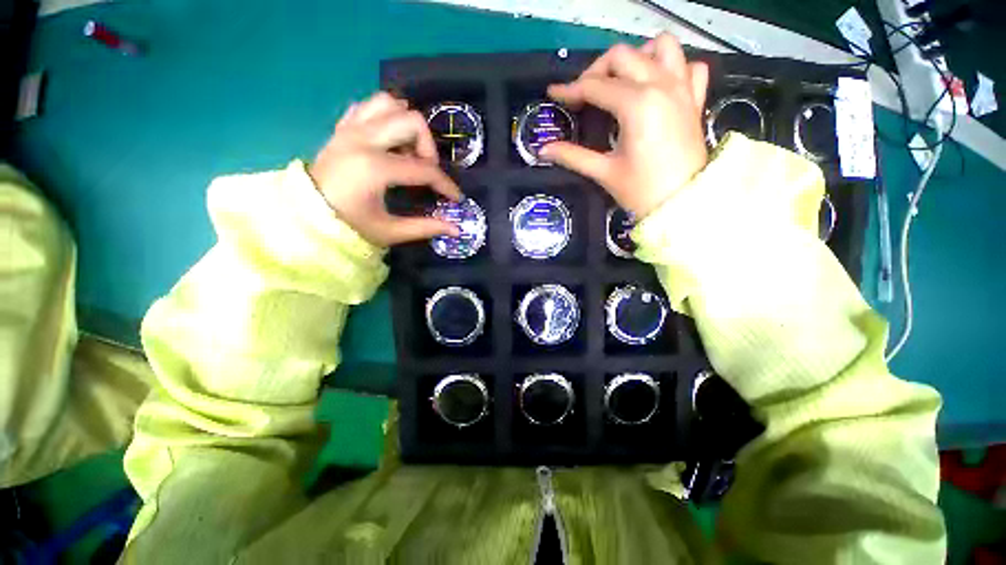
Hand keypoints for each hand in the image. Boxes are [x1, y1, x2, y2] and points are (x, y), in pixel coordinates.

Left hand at [309, 92, 460, 246]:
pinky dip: (385, 117)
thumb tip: (457, 229)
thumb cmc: (348, 227)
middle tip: (426, 171)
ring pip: (389, 103)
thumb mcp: (390, 232)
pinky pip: (368, 106)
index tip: (455, 197)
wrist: (304, 217)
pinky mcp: (341, 127)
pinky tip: (388, 141)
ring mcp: (349, 128)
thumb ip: (426, 227)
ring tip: (407, 152)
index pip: (424, 169)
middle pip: (412, 121)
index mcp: (374, 168)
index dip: (446, 184)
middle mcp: (362, 139)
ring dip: (406, 125)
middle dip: (429, 148)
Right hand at [541, 34, 709, 218]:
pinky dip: (673, 67)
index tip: (554, 93)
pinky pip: (689, 66)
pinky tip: (657, 85)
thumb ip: (572, 156)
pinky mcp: (695, 99)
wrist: (682, 205)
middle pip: (623, 56)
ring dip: (638, 57)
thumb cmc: (642, 191)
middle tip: (583, 95)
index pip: (595, 87)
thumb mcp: (604, 172)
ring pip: (662, 47)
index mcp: (637, 104)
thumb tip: (544, 150)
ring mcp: (683, 89)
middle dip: (597, 71)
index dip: (571, 90)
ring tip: (622, 81)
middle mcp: (661, 85)